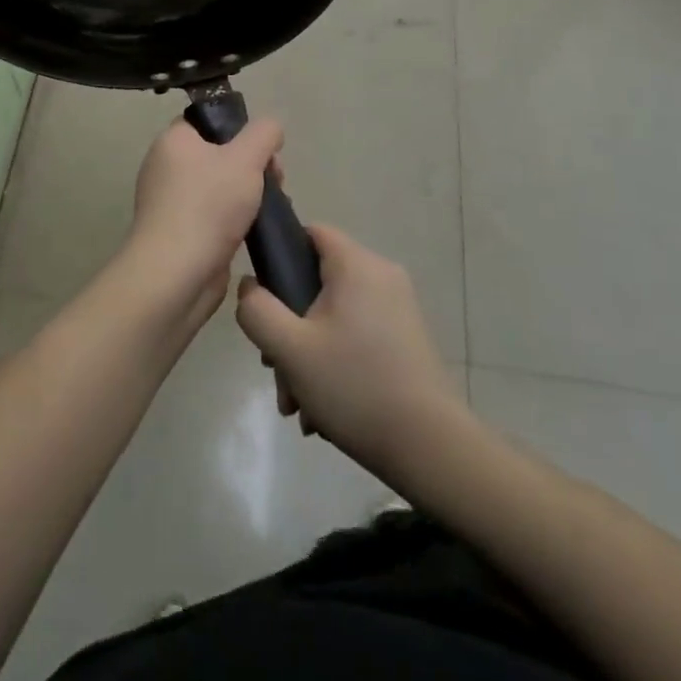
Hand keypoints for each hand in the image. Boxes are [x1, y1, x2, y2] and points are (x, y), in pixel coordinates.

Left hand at [116, 115, 283, 328]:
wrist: (177, 273)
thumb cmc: (208, 206)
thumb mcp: (246, 158)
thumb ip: (263, 134)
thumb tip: (270, 128)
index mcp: (173, 141)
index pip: (207, 120)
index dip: (239, 128)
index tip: (264, 148)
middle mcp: (166, 167)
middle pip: (218, 154)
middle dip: (252, 165)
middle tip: (275, 180)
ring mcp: (171, 202)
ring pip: (219, 186)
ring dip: (248, 194)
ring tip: (271, 207)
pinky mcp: (181, 232)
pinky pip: (214, 215)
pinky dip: (235, 219)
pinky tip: (256, 230)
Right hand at [235, 225, 466, 484]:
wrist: (430, 448)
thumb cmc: (354, 386)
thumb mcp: (289, 349)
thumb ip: (257, 310)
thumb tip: (250, 286)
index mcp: (357, 265)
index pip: (310, 232)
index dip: (279, 255)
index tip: (263, 298)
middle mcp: (382, 276)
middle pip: (317, 281)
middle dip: (289, 324)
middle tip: (275, 366)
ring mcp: (398, 309)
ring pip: (334, 315)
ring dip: (307, 352)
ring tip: (297, 401)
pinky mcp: (406, 339)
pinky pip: (356, 335)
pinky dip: (334, 361)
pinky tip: (323, 409)